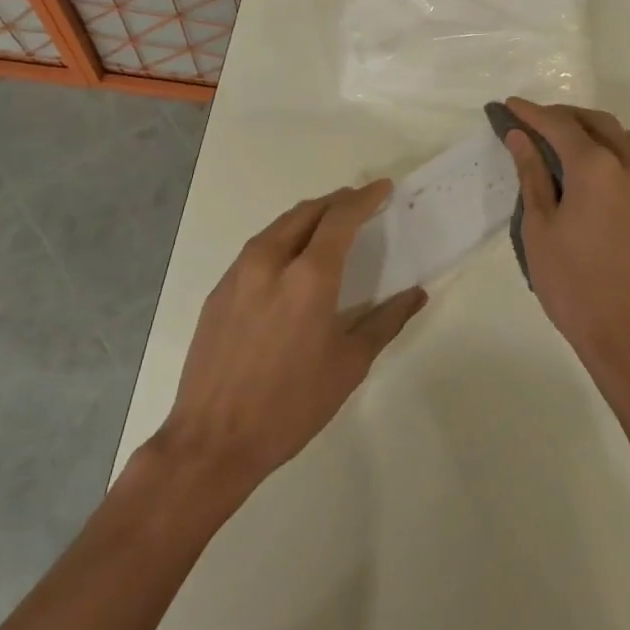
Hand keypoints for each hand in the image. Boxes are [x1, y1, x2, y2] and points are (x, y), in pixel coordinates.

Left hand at [157, 181, 425, 489]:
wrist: (212, 441)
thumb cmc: (291, 405)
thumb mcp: (348, 365)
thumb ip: (385, 322)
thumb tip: (416, 294)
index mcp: (309, 276)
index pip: (340, 218)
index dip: (363, 198)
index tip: (381, 188)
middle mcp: (271, 261)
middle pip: (307, 212)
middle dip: (336, 202)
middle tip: (358, 204)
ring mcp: (239, 273)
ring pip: (279, 226)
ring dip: (308, 217)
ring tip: (328, 224)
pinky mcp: (219, 291)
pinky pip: (257, 248)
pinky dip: (282, 238)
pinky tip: (290, 259)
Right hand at [500, 98, 629, 381]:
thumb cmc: (574, 283)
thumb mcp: (539, 227)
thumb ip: (532, 175)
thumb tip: (521, 137)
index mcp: (597, 166)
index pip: (559, 124)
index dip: (531, 112)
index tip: (507, 106)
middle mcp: (629, 164)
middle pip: (594, 121)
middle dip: (561, 116)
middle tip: (529, 123)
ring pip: (620, 135)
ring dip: (589, 128)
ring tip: (559, 142)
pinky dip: (608, 147)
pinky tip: (586, 167)